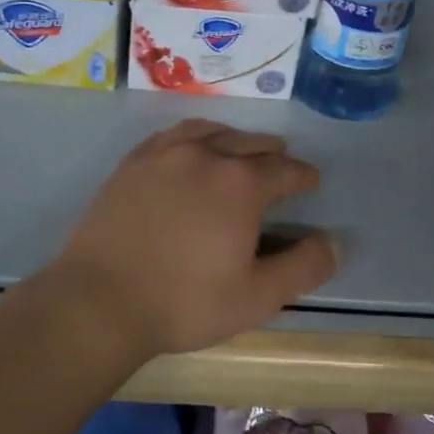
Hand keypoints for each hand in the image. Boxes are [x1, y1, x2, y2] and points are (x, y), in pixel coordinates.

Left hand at [37, 119, 338, 358]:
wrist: (99, 301)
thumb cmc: (184, 302)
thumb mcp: (256, 298)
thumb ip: (303, 267)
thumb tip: (334, 242)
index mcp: (241, 184)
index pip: (285, 169)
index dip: (303, 176)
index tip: (310, 183)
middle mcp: (207, 155)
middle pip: (250, 143)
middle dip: (272, 153)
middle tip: (280, 164)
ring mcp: (165, 154)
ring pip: (211, 131)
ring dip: (233, 139)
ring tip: (239, 150)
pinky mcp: (133, 162)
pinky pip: (172, 135)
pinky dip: (194, 136)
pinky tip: (191, 148)